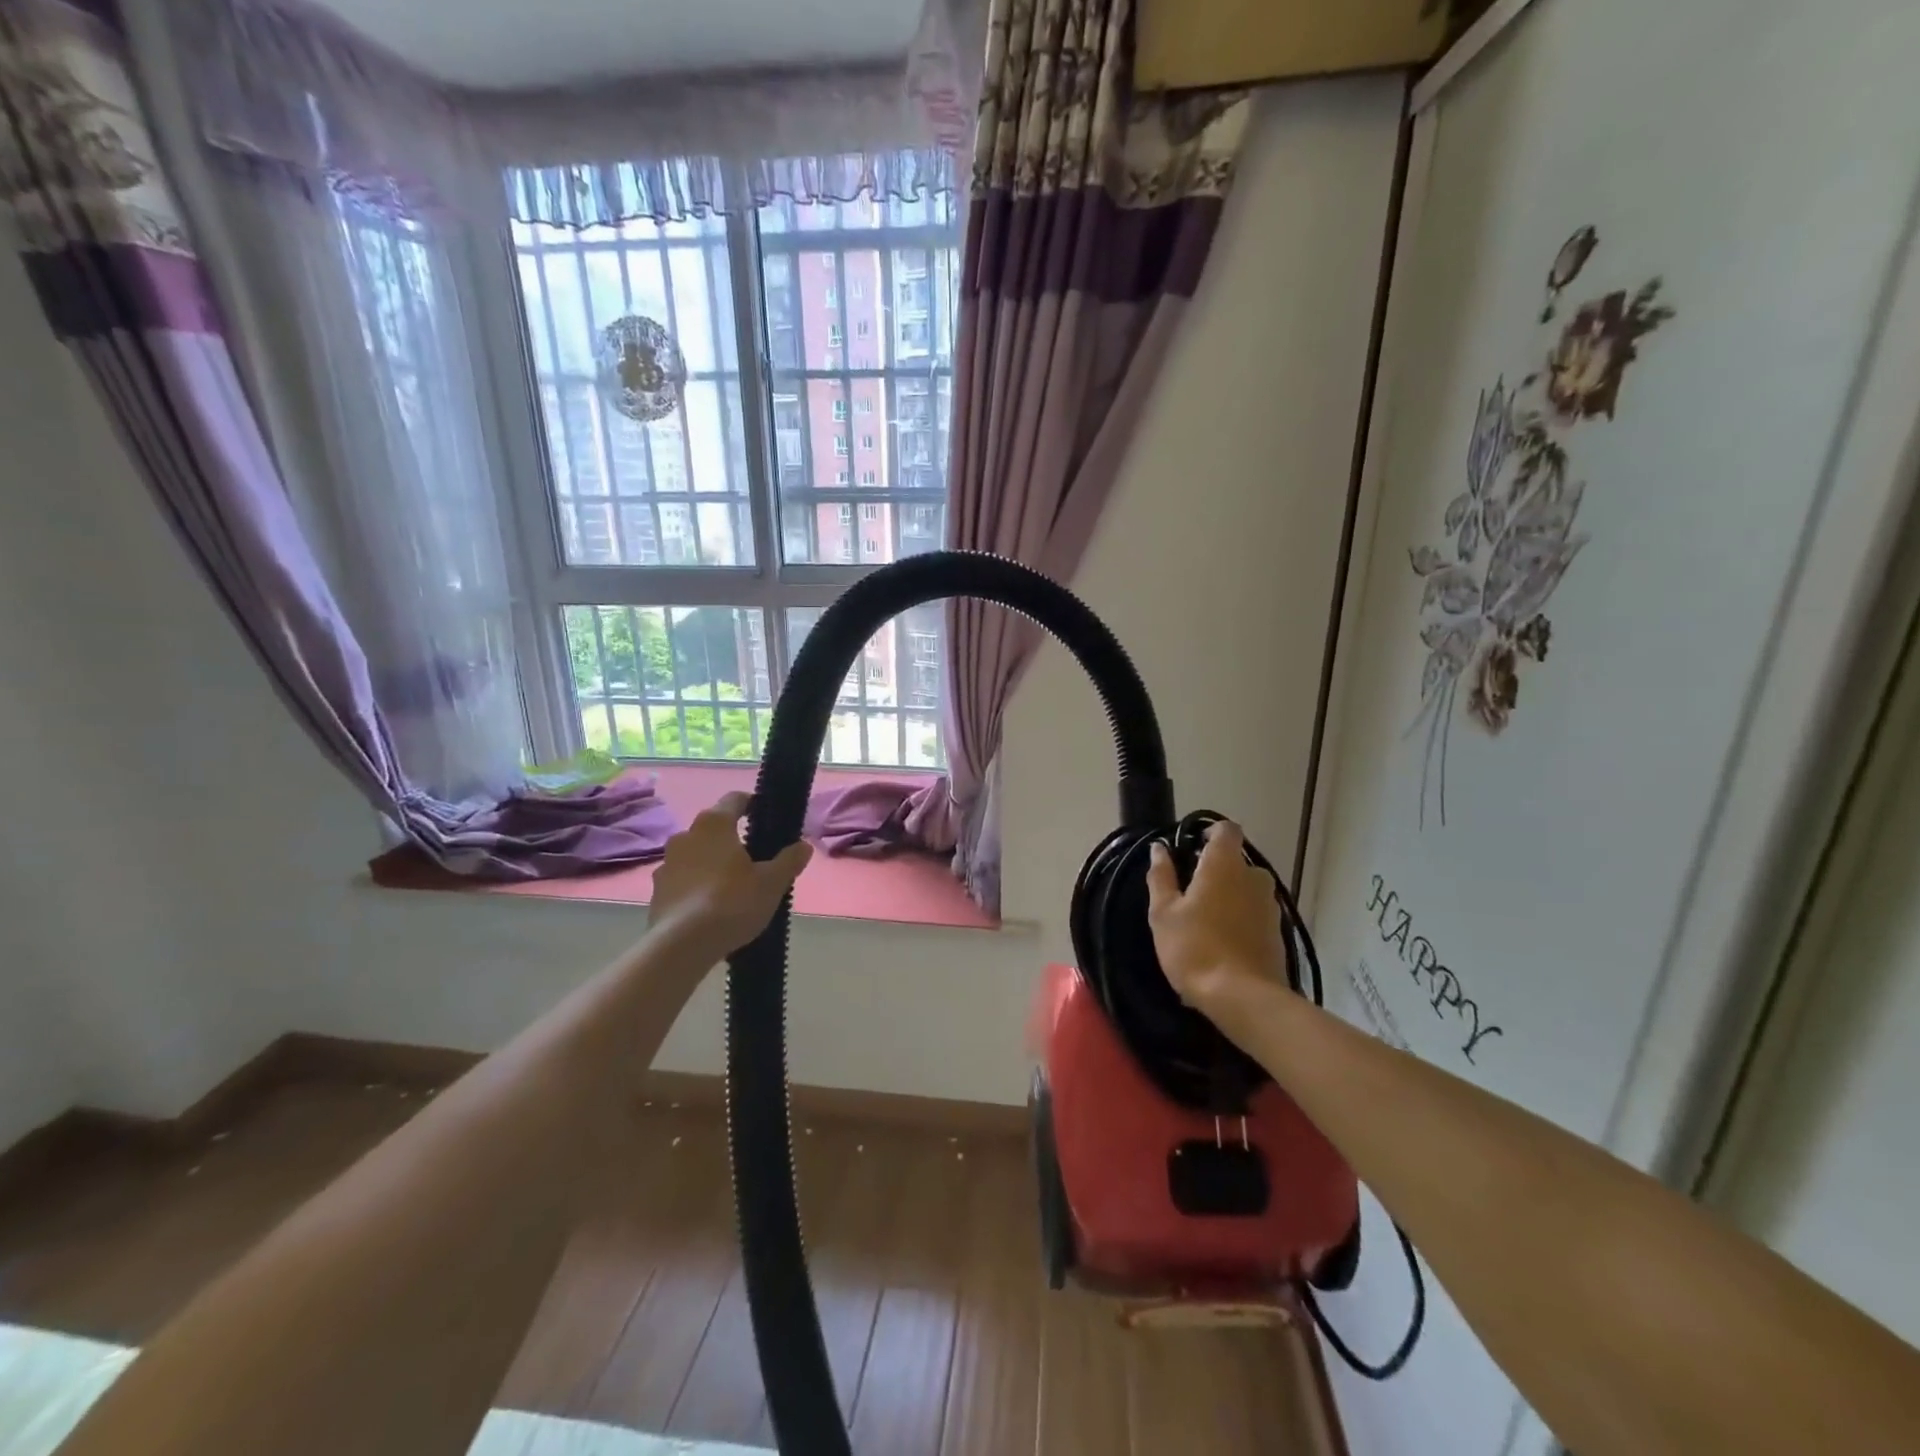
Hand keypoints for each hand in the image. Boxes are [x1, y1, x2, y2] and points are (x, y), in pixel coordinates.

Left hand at [648, 792, 813, 958]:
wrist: (681, 946)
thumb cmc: (732, 903)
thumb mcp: (772, 883)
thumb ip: (789, 860)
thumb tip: (803, 846)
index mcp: (714, 824)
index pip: (735, 799)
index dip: (753, 804)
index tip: (767, 818)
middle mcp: (685, 835)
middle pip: (715, 829)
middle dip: (733, 841)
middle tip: (756, 861)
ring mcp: (666, 864)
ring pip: (697, 855)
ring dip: (713, 864)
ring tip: (733, 889)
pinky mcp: (656, 892)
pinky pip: (683, 881)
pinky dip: (697, 887)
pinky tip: (711, 909)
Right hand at [1145, 821, 1290, 1046]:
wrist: (1243, 998)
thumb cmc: (1195, 947)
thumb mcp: (1164, 912)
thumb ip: (1161, 876)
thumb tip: (1160, 848)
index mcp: (1225, 864)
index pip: (1226, 829)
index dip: (1209, 833)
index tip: (1189, 850)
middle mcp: (1254, 877)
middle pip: (1236, 861)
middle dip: (1215, 871)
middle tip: (1189, 894)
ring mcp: (1270, 905)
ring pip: (1246, 889)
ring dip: (1229, 897)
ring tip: (1205, 922)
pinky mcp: (1278, 933)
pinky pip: (1255, 914)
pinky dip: (1240, 919)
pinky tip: (1222, 943)